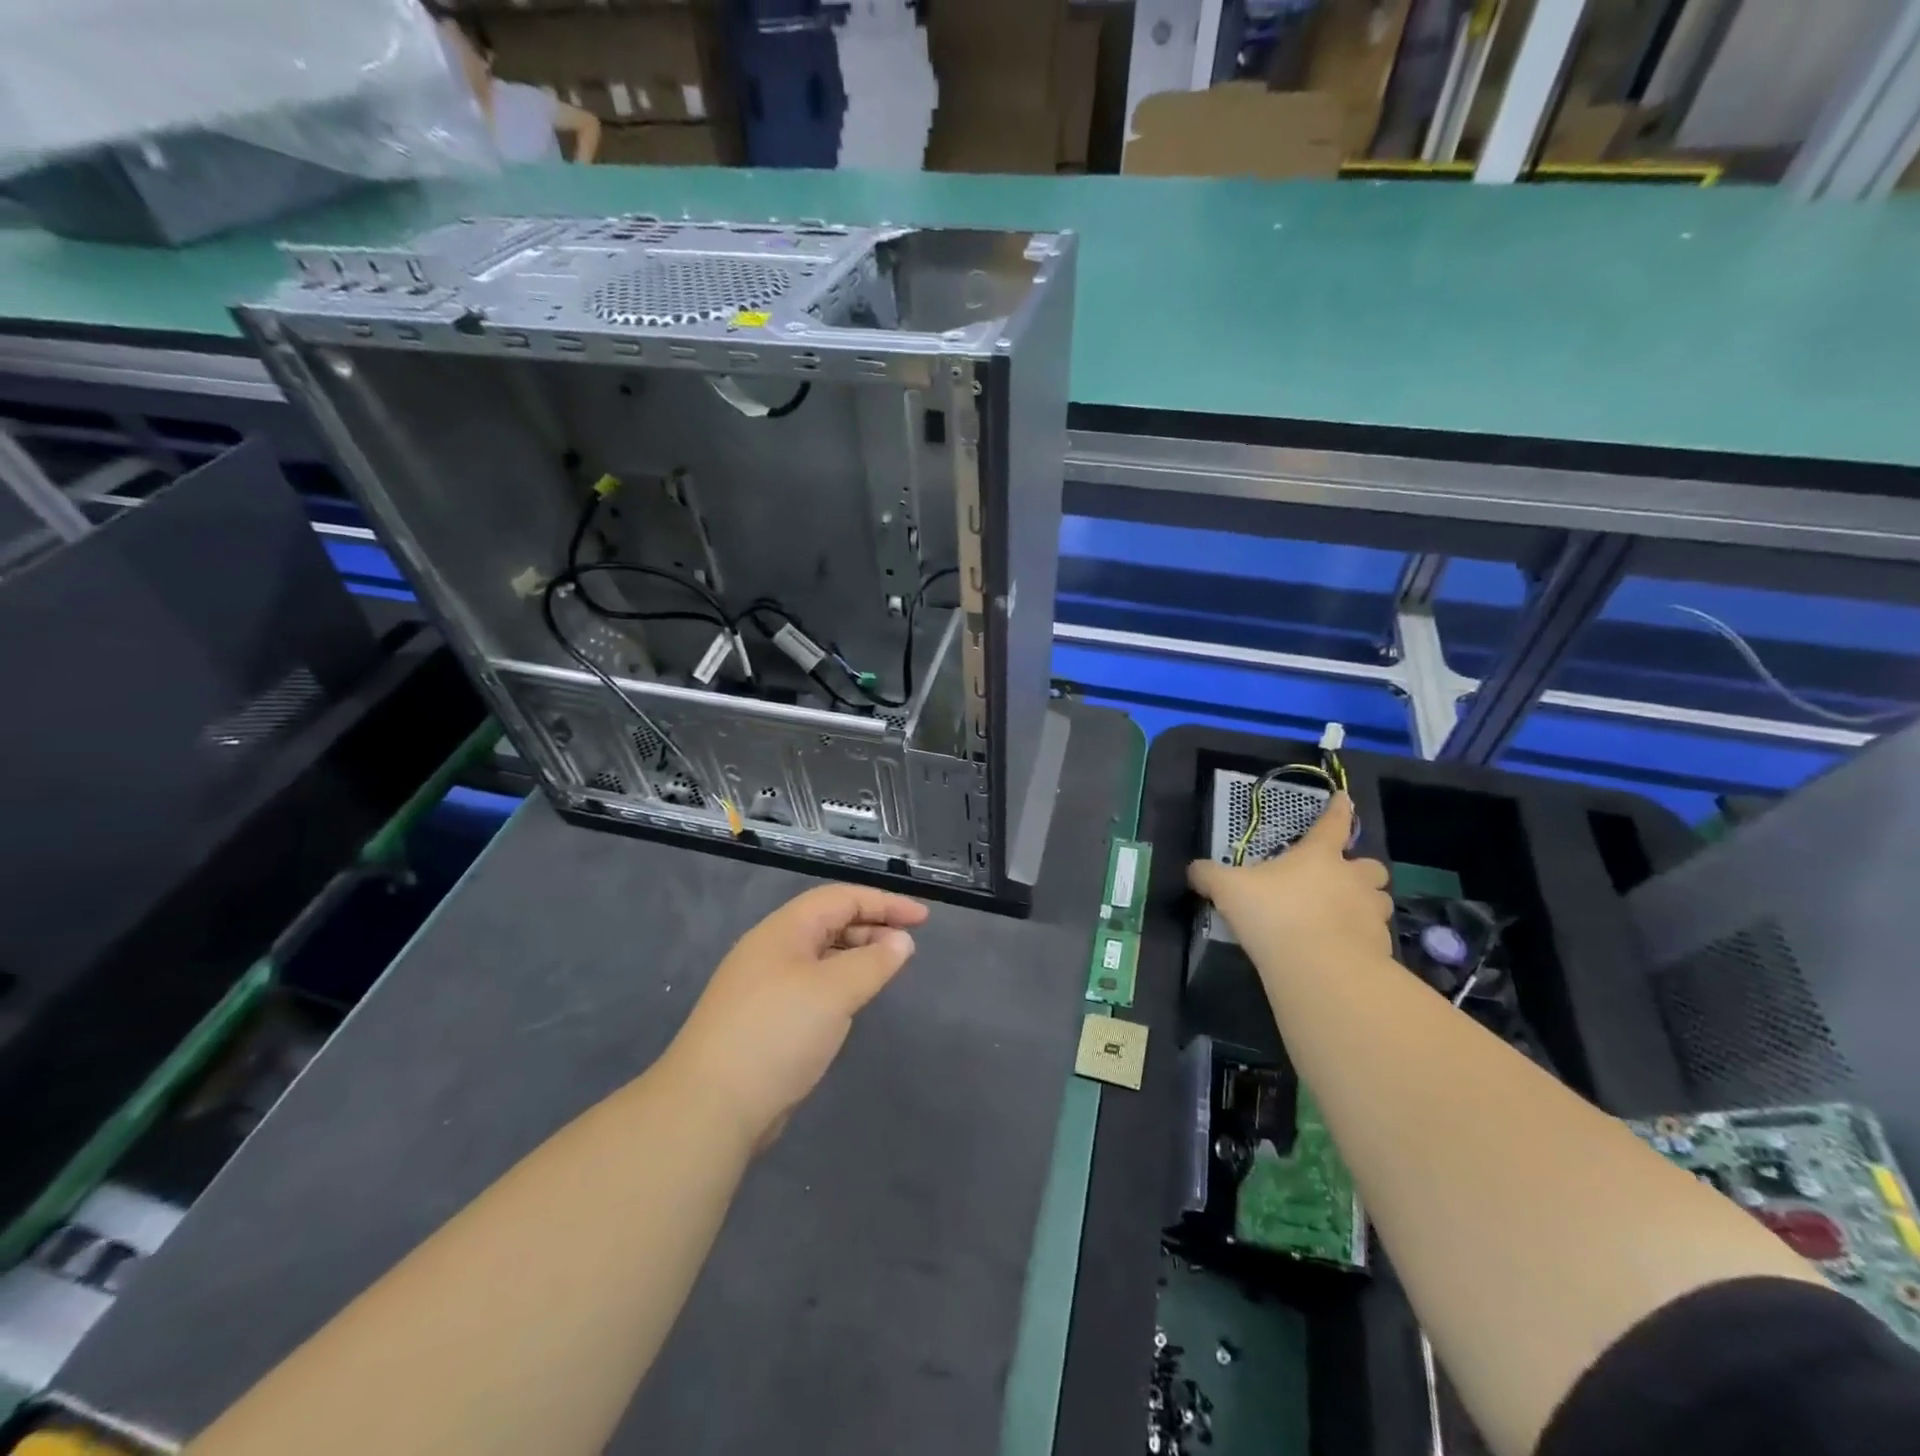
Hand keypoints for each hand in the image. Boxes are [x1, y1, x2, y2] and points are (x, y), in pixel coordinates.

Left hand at [669, 884, 927, 1150]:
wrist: (710, 1106)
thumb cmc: (778, 1033)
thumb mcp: (835, 991)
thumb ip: (874, 962)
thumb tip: (902, 941)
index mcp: (784, 930)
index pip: (842, 899)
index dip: (885, 903)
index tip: (923, 919)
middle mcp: (772, 949)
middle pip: (829, 922)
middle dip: (872, 927)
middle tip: (908, 946)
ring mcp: (764, 985)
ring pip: (820, 955)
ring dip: (856, 956)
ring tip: (887, 971)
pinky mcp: (763, 1019)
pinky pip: (811, 985)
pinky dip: (839, 984)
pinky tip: (852, 1003)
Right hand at [1188, 794, 1391, 977]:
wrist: (1319, 968)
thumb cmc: (1274, 914)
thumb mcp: (1228, 889)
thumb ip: (1209, 875)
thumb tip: (1193, 869)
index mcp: (1319, 856)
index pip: (1333, 823)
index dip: (1338, 809)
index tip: (1344, 798)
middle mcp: (1352, 879)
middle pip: (1371, 867)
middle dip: (1361, 870)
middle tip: (1342, 880)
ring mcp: (1370, 914)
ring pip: (1379, 901)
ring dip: (1366, 904)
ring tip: (1344, 915)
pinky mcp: (1379, 948)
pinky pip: (1375, 936)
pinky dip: (1362, 938)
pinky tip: (1342, 949)